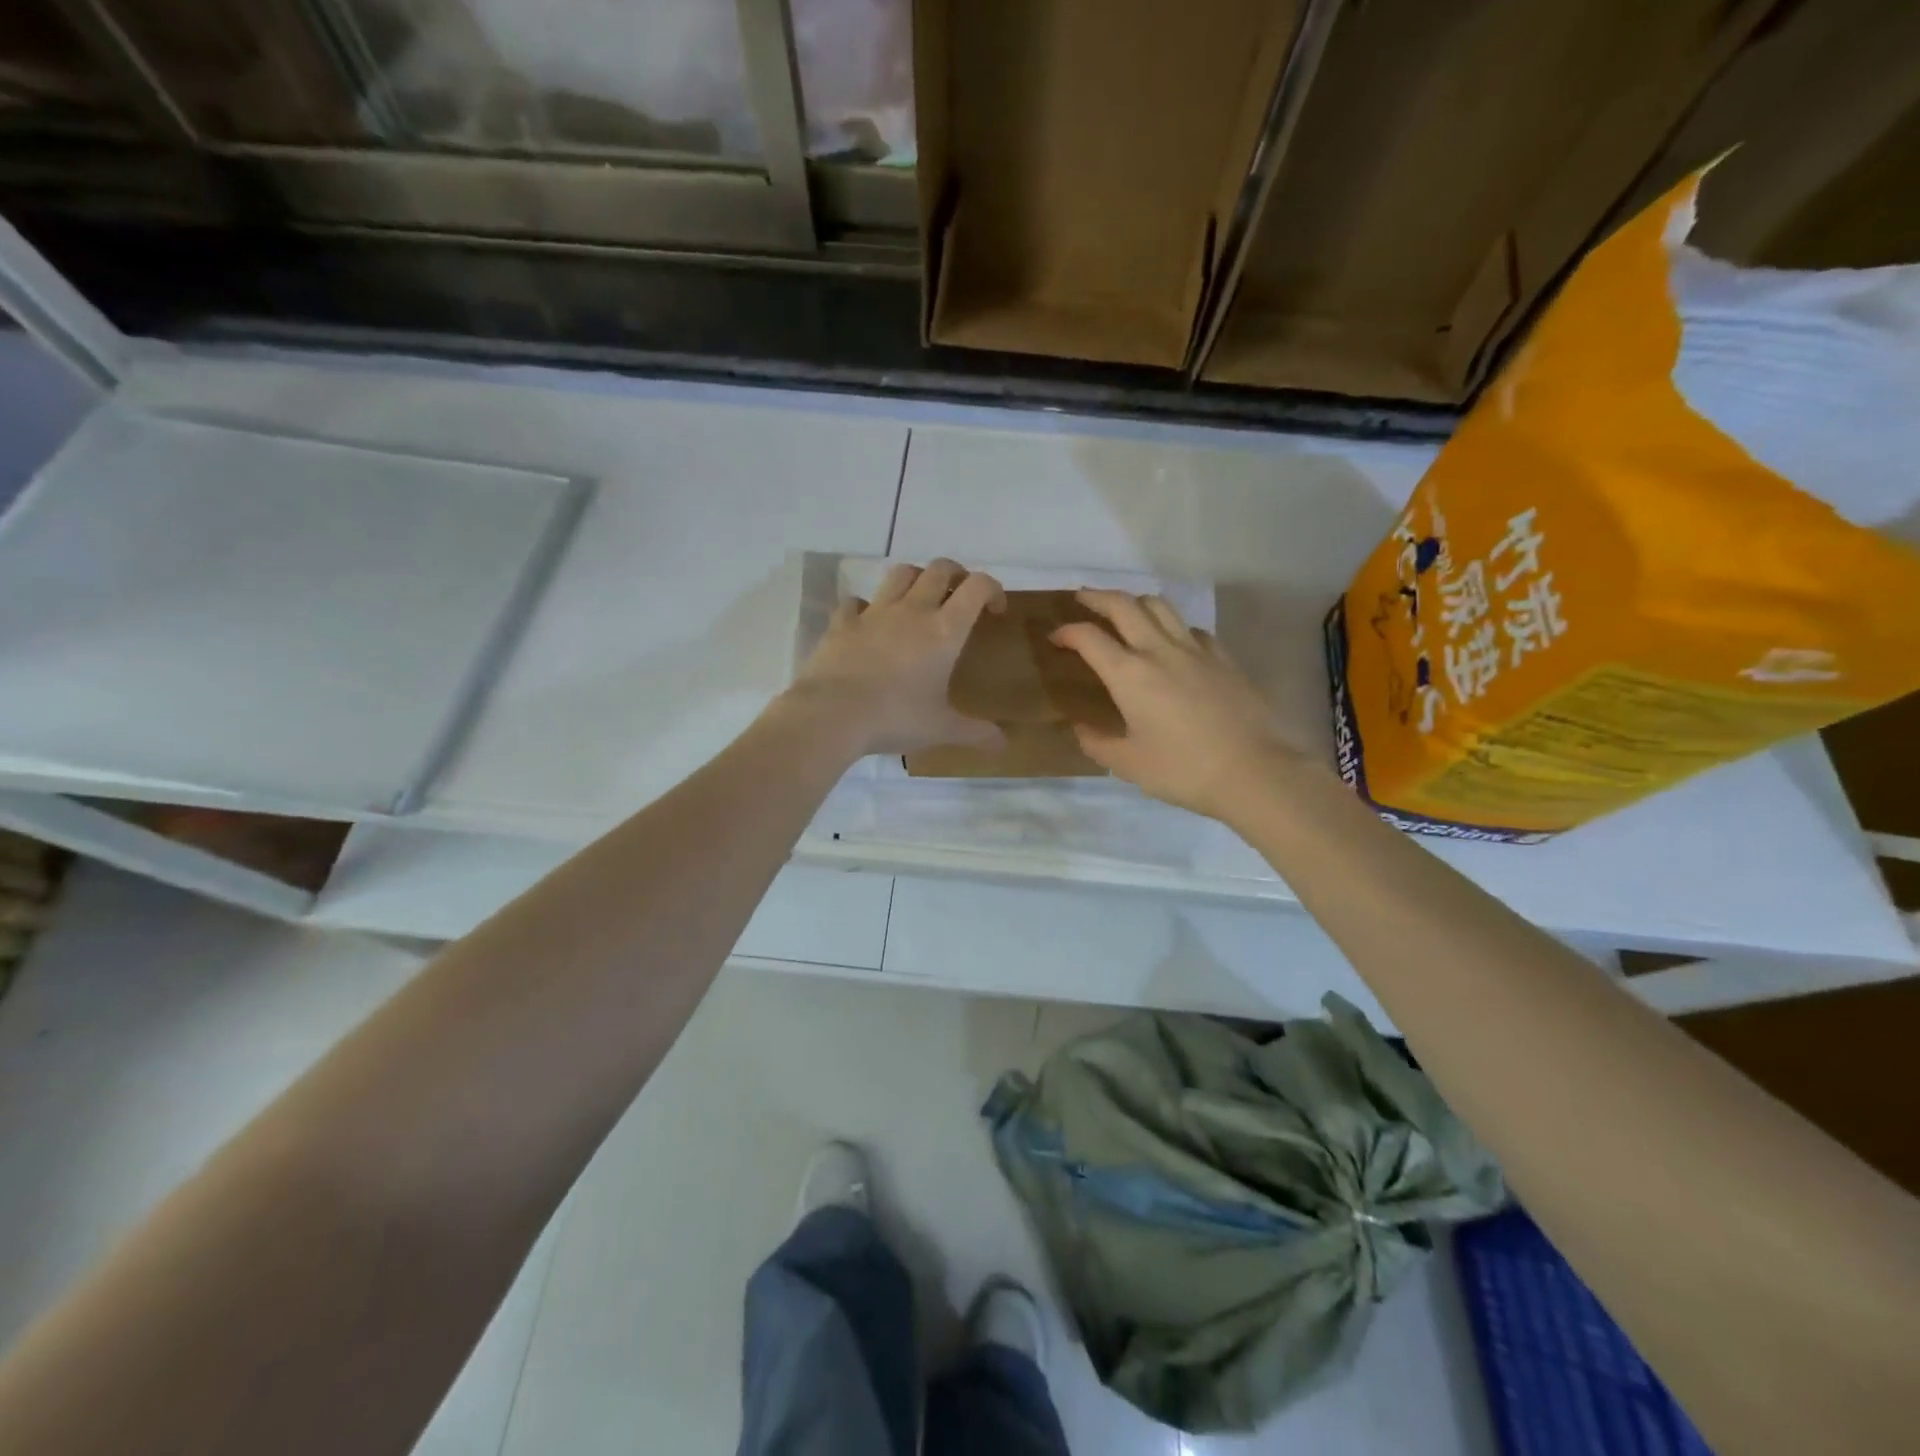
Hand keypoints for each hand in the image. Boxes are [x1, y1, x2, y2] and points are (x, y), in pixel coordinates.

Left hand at [785, 559, 1008, 757]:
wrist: (833, 714)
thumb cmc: (896, 718)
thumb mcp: (942, 729)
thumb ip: (976, 732)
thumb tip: (1004, 744)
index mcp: (944, 630)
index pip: (977, 587)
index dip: (993, 589)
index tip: (995, 610)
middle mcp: (912, 610)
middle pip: (940, 568)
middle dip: (956, 575)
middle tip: (960, 597)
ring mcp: (874, 612)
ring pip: (901, 573)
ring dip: (916, 578)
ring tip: (919, 600)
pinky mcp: (843, 622)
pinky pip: (856, 601)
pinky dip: (866, 607)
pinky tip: (868, 623)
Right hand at [1052, 590, 1305, 820]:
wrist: (1253, 771)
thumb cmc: (1182, 770)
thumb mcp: (1128, 764)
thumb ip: (1097, 743)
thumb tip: (1081, 728)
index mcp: (1129, 674)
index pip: (1089, 638)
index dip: (1067, 632)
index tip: (1056, 638)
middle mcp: (1159, 650)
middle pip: (1124, 605)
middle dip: (1098, 597)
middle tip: (1082, 597)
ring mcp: (1196, 650)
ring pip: (1161, 606)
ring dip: (1136, 601)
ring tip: (1126, 610)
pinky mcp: (1223, 658)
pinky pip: (1191, 628)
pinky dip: (1173, 626)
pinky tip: (1172, 642)